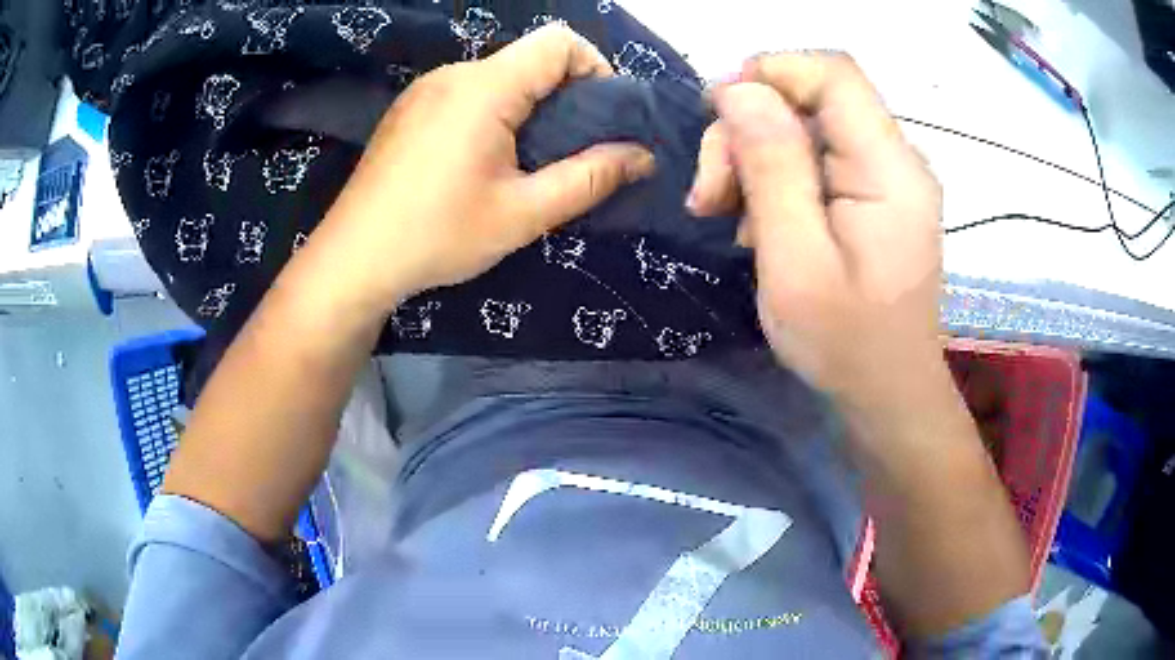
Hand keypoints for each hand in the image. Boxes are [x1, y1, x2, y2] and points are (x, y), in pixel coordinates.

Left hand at [316, 25, 654, 313]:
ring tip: (527, 161)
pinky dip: (493, 113)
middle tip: (570, 150)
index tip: (602, 117)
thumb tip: (642, 156)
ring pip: (499, 77)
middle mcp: (454, 73)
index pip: (559, 41)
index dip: (594, 68)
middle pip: (529, 58)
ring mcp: (425, 89)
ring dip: (528, 107)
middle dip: (565, 95)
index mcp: (485, 87)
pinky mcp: (409, 109)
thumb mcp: (524, 213)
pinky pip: (467, 92)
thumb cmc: (438, 235)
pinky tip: (482, 161)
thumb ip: (590, 178)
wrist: (353, 259)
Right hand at [688, 53, 945, 408]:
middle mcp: (896, 160)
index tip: (717, 117)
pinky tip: (757, 223)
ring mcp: (887, 177)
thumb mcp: (795, 261)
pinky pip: (816, 157)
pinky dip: (775, 178)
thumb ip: (772, 168)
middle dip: (749, 130)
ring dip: (755, 157)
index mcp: (890, 170)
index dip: (770, 73)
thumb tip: (740, 90)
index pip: (833, 72)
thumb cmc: (844, 344)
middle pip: (813, 98)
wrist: (887, 394)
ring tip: (725, 214)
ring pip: (807, 126)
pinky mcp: (873, 195)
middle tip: (710, 194)